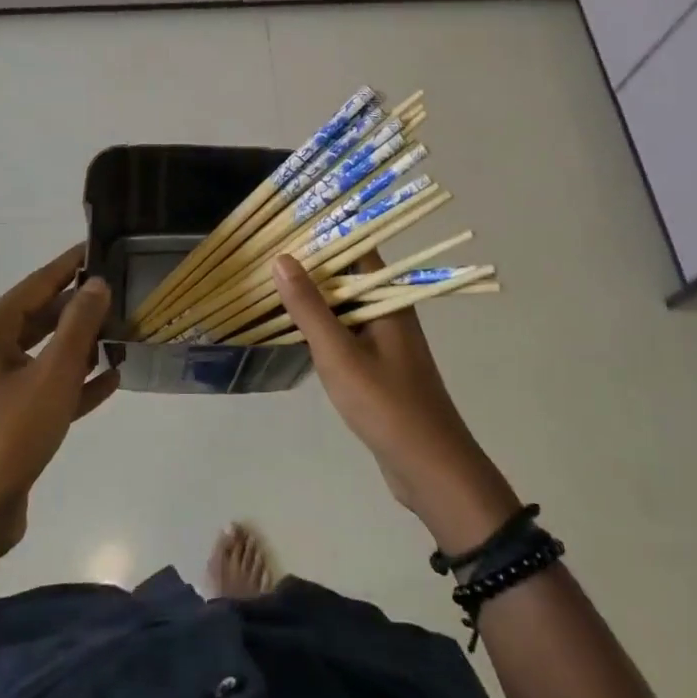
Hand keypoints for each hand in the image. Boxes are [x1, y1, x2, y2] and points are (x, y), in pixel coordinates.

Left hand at [0, 244, 118, 558]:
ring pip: (50, 351)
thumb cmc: (7, 436)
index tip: (106, 246)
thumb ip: (79, 325)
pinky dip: (77, 381)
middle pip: (46, 314)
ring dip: (86, 345)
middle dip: (85, 307)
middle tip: (129, 292)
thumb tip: (98, 283)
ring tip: (128, 332)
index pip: (40, 281)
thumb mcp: (52, 375)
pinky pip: (49, 386)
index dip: (73, 263)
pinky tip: (113, 379)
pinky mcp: (11, 417)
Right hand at [272, 253, 519, 554]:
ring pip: (346, 307)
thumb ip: (309, 307)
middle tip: (266, 259)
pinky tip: (295, 331)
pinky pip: (347, 334)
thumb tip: (281, 258)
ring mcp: (386, 341)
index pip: (358, 249)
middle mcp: (391, 311)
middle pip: (349, 277)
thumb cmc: (385, 404)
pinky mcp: (380, 367)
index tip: (286, 229)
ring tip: (271, 288)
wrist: (430, 468)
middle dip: (312, 267)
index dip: (324, 235)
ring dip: (314, 299)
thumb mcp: (339, 353)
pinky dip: (323, 328)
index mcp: (389, 299)